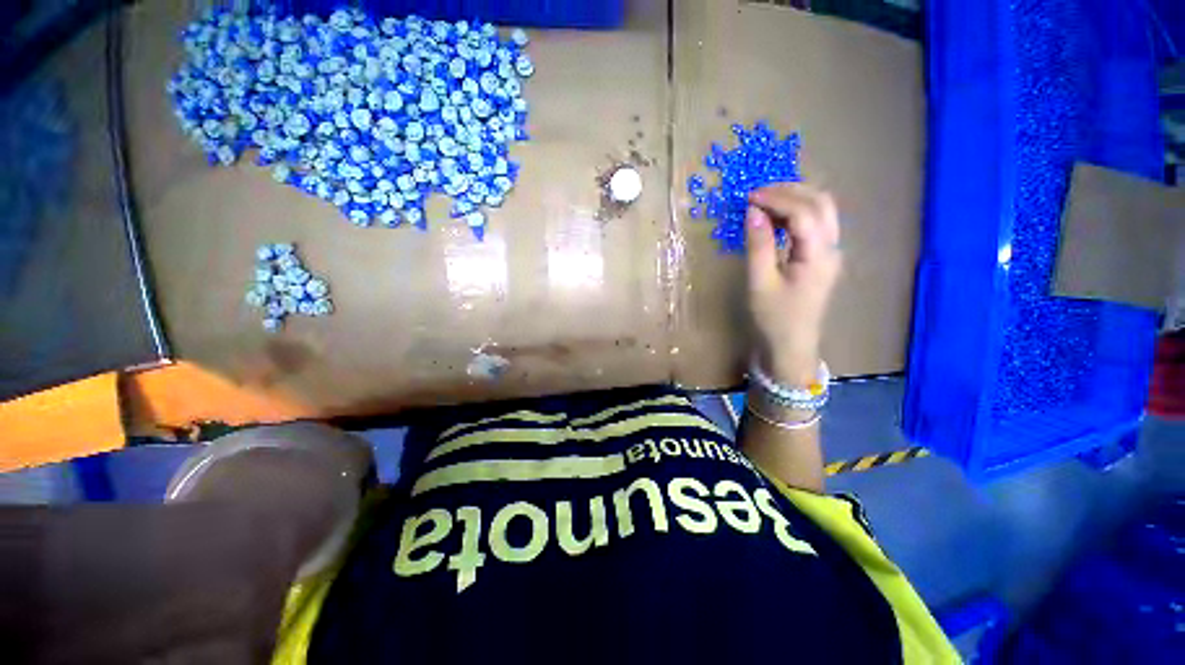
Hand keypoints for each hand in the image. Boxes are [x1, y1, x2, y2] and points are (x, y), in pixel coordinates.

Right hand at [745, 184, 841, 384]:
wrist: (791, 346)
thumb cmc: (773, 318)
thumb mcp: (759, 283)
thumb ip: (758, 245)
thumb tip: (753, 211)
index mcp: (818, 255)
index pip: (803, 212)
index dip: (776, 198)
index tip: (748, 198)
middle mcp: (832, 248)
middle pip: (821, 203)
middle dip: (789, 191)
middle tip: (757, 194)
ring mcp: (831, 252)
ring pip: (822, 210)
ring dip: (795, 198)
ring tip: (764, 201)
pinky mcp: (823, 257)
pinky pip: (816, 223)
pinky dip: (796, 212)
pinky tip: (776, 218)